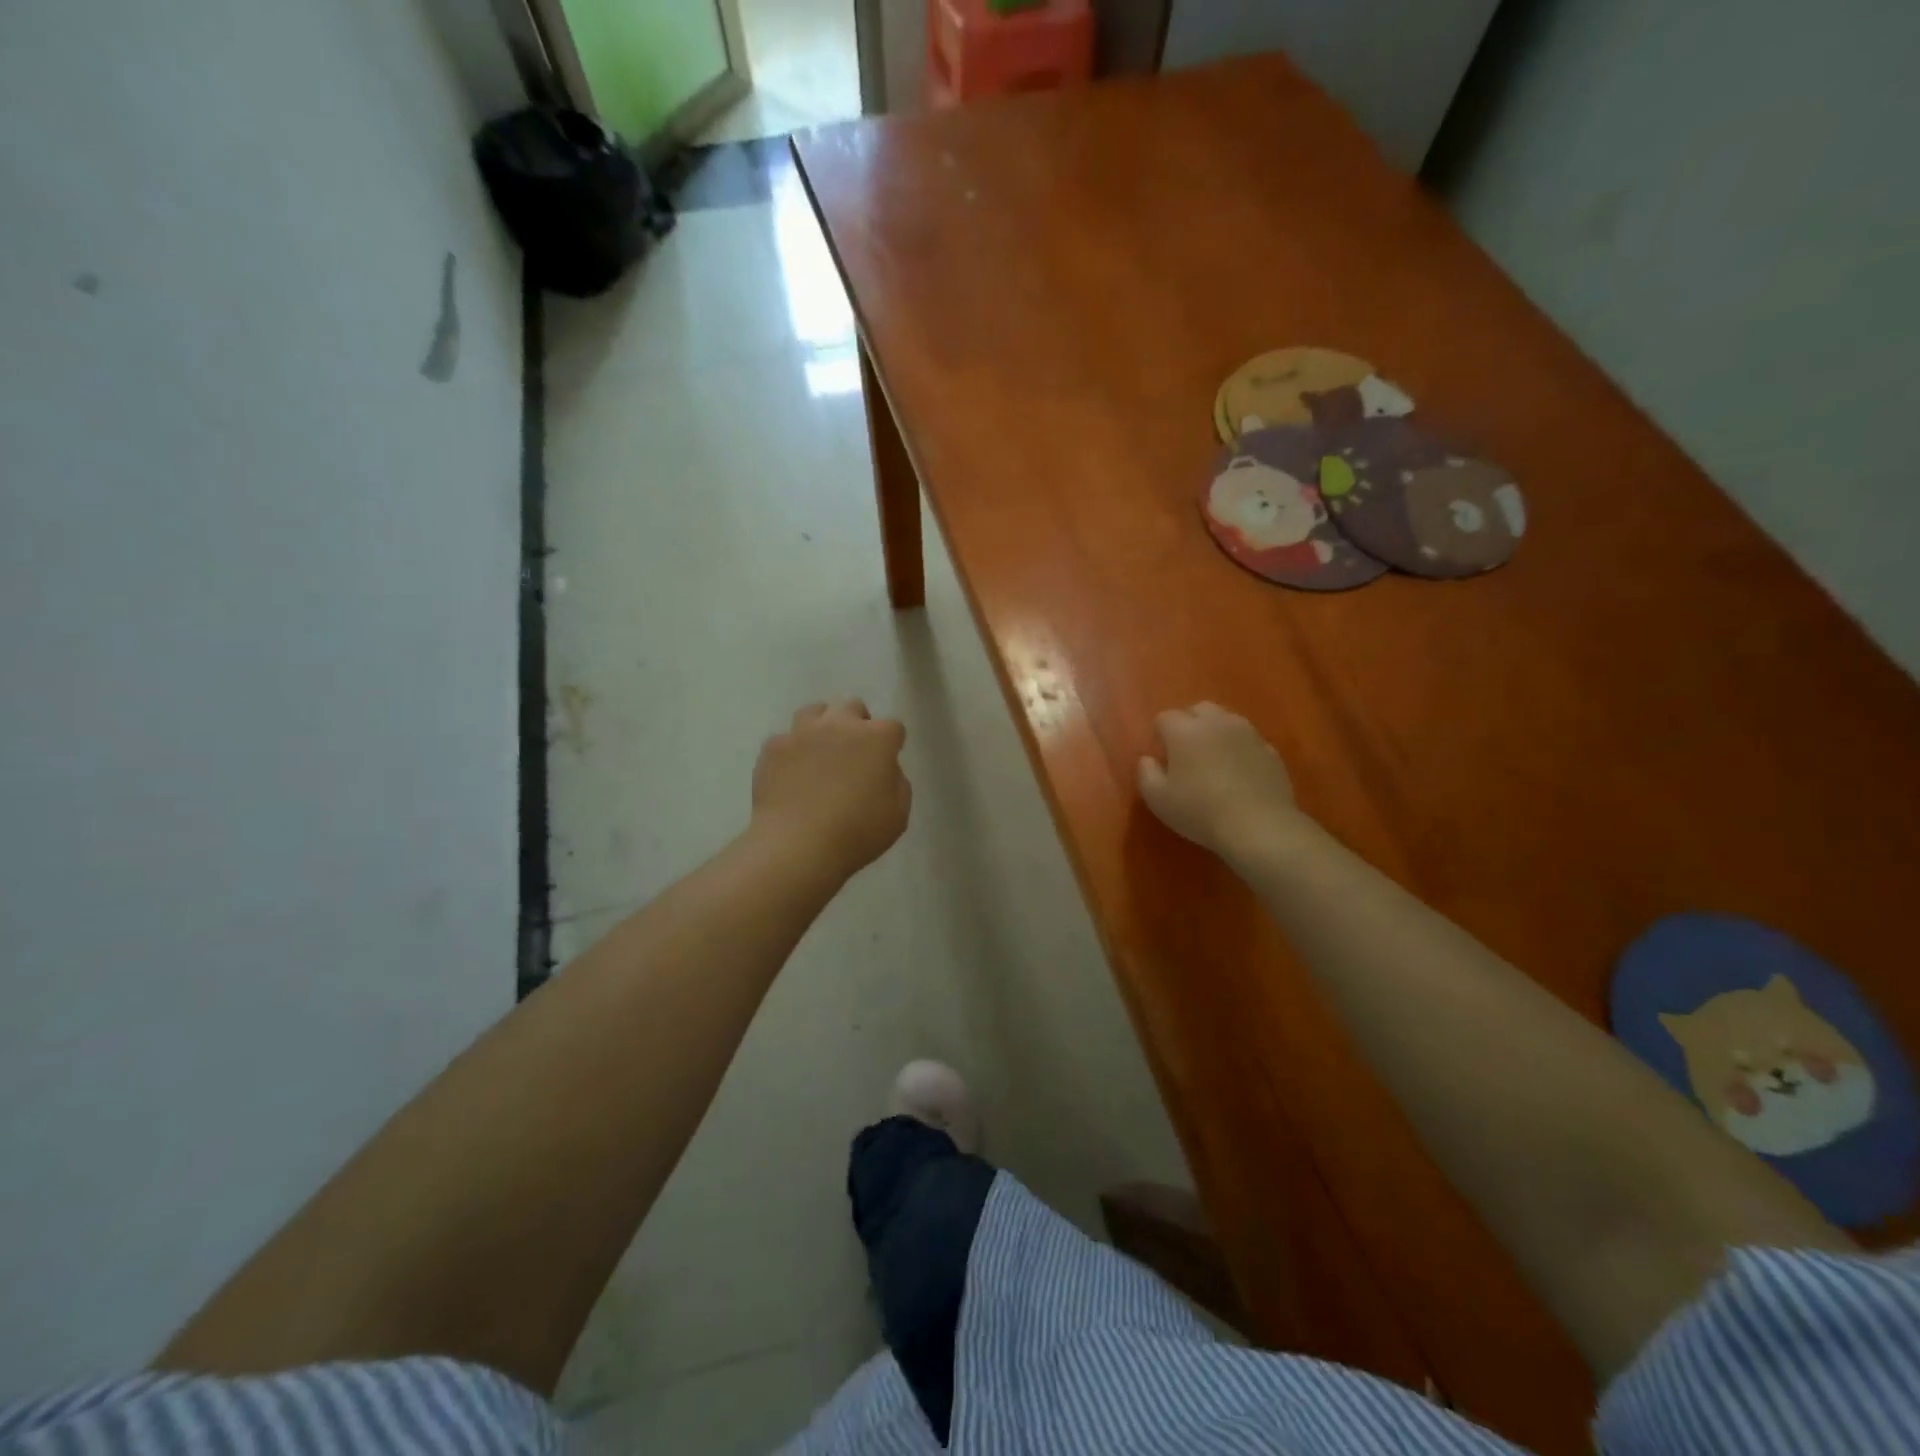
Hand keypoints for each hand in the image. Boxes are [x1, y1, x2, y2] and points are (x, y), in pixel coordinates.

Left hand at [752, 700, 910, 879]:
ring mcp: (802, 732)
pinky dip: (792, 751)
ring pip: (815, 712)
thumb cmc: (856, 833)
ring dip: (822, 727)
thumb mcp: (898, 815)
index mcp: (876, 738)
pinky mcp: (773, 746)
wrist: (797, 846)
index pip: (892, 727)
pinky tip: (791, 774)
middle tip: (853, 755)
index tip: (885, 764)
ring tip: (820, 754)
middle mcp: (840, 724)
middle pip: (853, 707)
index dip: (891, 745)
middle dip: (857, 725)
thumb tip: (885, 769)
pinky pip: (786, 739)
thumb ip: (897, 783)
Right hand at [1138, 702, 1305, 863]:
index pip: (1165, 717)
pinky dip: (1240, 749)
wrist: (1259, 826)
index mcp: (1184, 730)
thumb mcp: (1158, 799)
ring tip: (1214, 760)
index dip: (1160, 735)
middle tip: (1186, 752)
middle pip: (1199, 709)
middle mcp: (1216, 723)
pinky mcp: (1271, 750)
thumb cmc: (1200, 811)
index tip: (1162, 757)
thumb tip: (1148, 759)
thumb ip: (1146, 773)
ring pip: (1227, 720)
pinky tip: (1239, 773)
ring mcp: (1248, 734)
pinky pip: (1249, 741)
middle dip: (1190, 723)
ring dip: (1217, 732)